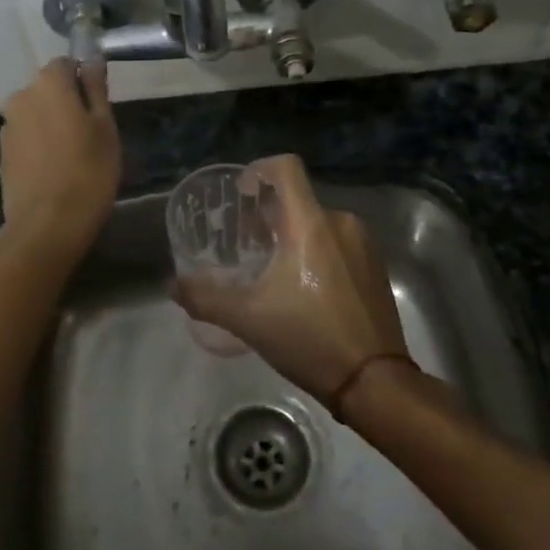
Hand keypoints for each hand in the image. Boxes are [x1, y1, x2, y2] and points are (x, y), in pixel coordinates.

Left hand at [0, 59, 120, 267]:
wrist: (47, 226)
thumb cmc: (88, 171)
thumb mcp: (105, 127)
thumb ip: (96, 88)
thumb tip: (91, 59)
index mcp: (48, 84)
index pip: (66, 63)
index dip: (84, 79)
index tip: (99, 106)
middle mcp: (21, 97)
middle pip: (48, 89)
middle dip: (67, 102)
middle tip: (91, 133)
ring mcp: (7, 127)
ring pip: (35, 114)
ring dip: (51, 125)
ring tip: (73, 156)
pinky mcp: (2, 154)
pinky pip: (26, 138)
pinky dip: (39, 145)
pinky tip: (55, 170)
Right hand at [172, 155, 409, 402]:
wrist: (374, 381)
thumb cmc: (308, 338)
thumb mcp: (248, 319)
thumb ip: (205, 298)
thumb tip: (174, 287)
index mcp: (310, 224)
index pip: (286, 168)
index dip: (259, 169)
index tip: (241, 192)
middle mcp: (340, 223)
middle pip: (298, 199)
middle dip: (268, 215)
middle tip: (246, 243)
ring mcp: (363, 245)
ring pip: (318, 223)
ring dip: (291, 235)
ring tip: (271, 268)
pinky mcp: (375, 267)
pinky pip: (338, 243)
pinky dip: (315, 251)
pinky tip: (302, 288)